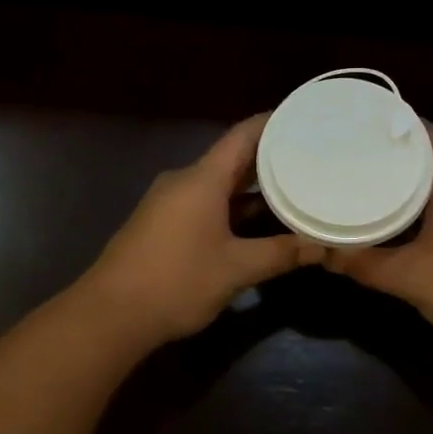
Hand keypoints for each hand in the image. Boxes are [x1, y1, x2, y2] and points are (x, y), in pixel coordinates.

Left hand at [76, 115, 321, 346]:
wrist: (109, 315)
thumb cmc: (176, 281)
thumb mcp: (236, 269)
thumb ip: (281, 253)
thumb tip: (323, 247)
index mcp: (202, 179)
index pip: (243, 135)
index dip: (273, 123)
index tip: (303, 118)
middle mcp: (184, 181)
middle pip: (232, 158)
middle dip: (269, 158)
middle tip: (309, 157)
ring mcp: (169, 202)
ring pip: (218, 184)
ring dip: (251, 187)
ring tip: (292, 188)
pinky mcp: (161, 224)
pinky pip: (204, 202)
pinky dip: (232, 206)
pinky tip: (256, 222)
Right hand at [325, 129, 432, 350]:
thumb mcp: (409, 278)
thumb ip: (364, 264)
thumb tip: (323, 253)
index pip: (424, 134)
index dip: (393, 124)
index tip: (360, 125)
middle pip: (429, 160)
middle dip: (392, 160)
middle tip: (352, 161)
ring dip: (408, 188)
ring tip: (368, 190)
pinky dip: (424, 210)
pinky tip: (402, 227)